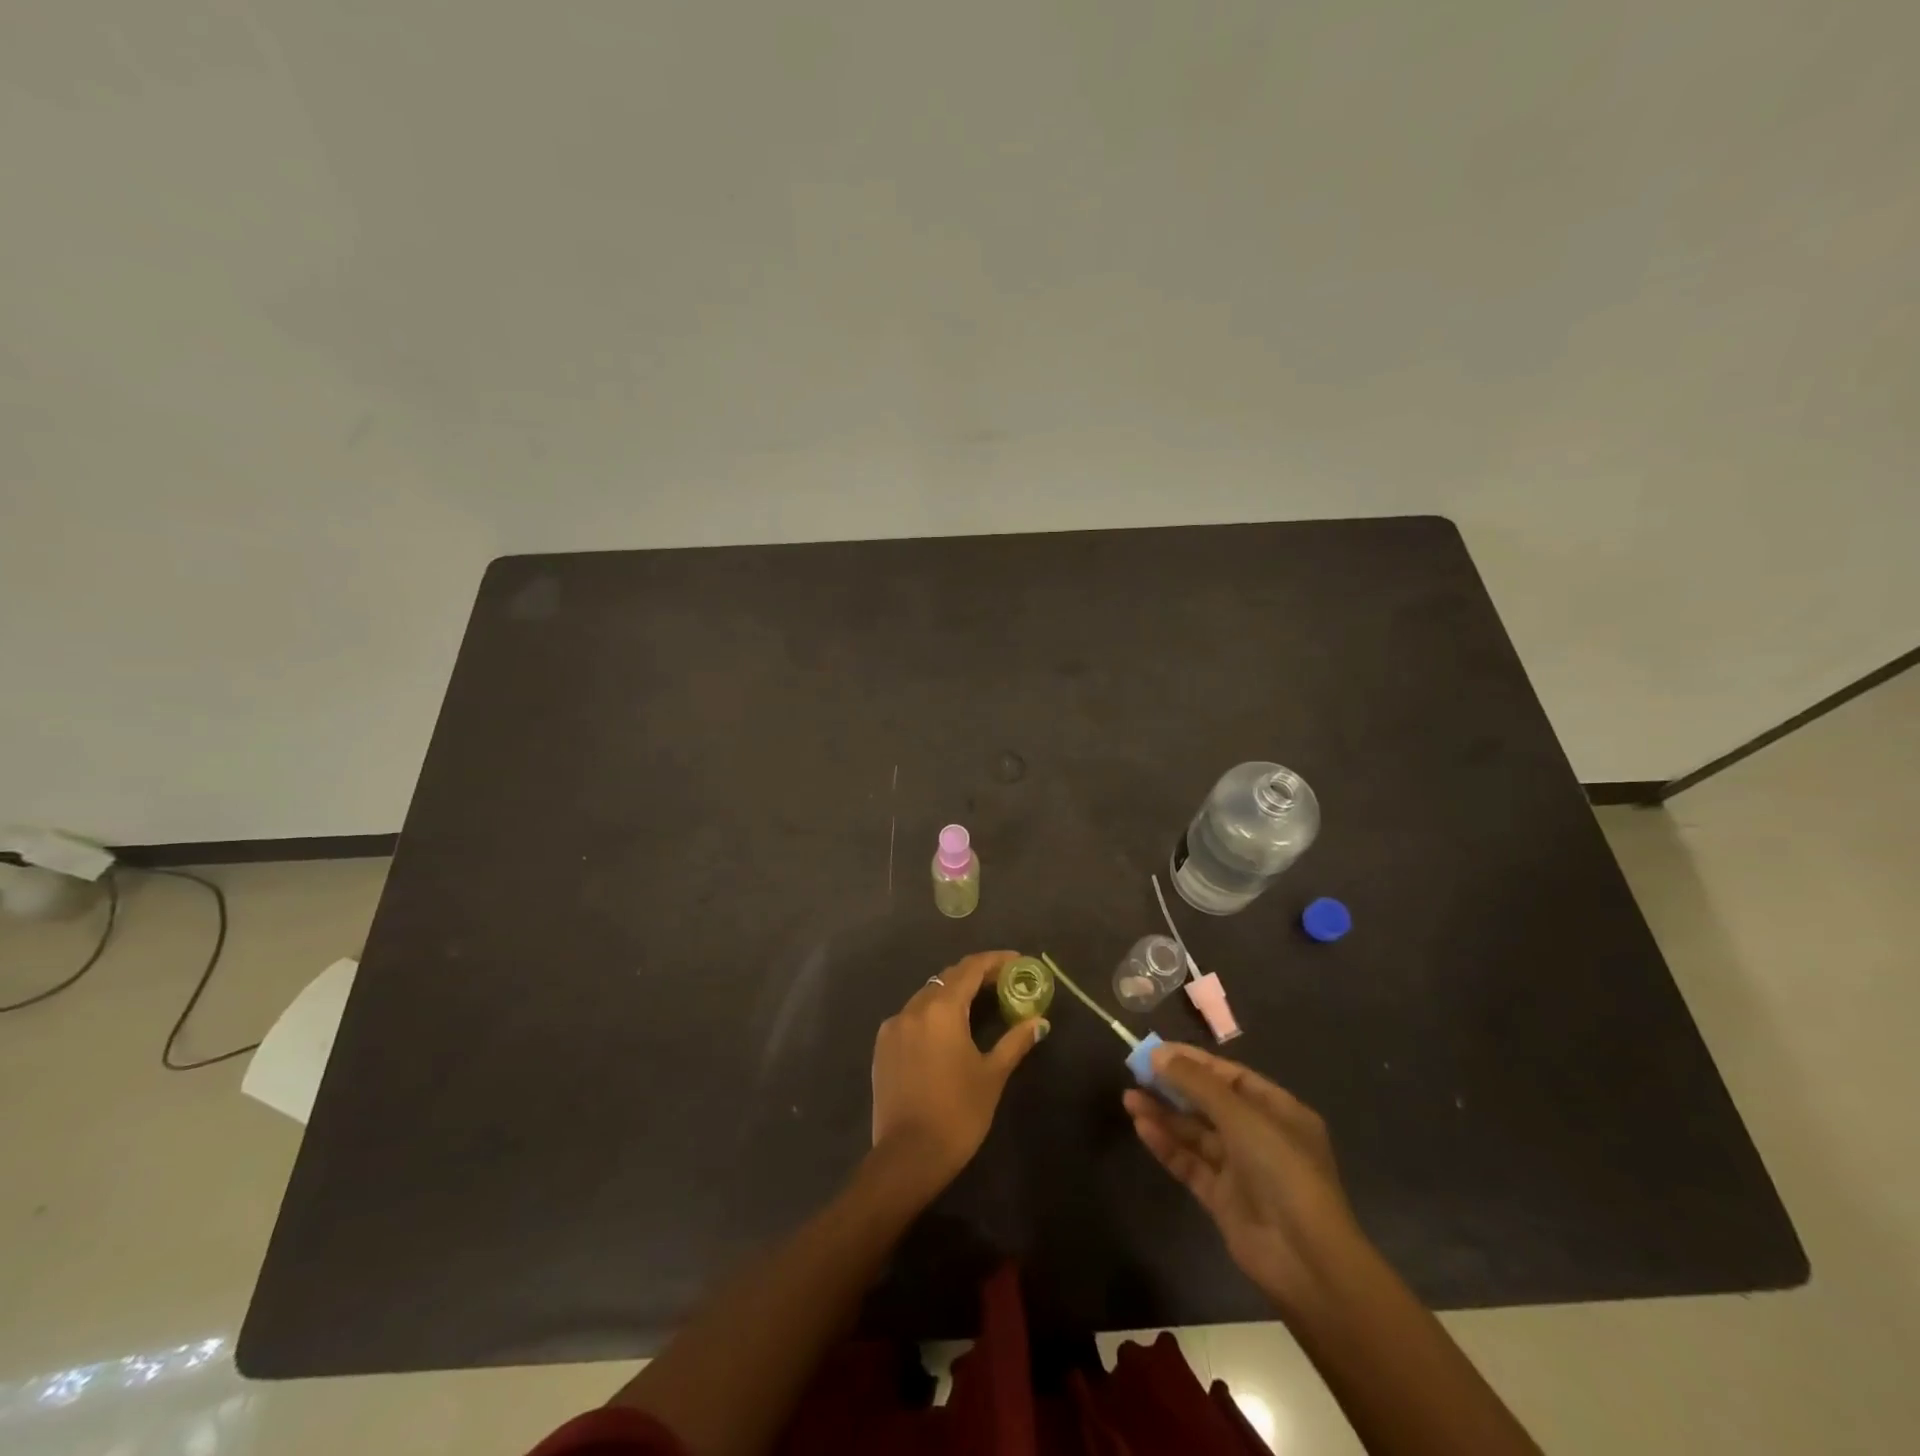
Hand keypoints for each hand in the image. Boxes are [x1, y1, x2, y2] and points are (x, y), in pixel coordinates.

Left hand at [870, 951, 1047, 1199]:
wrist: (908, 1156)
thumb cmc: (958, 1113)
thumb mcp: (992, 1075)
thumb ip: (1015, 1041)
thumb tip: (1039, 1021)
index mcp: (942, 1009)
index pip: (971, 968)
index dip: (996, 961)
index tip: (1018, 961)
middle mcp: (914, 1008)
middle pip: (948, 978)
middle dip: (976, 975)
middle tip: (1003, 983)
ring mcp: (893, 1026)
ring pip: (927, 996)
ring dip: (953, 993)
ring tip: (979, 1003)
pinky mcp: (882, 1046)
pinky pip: (911, 1016)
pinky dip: (932, 1013)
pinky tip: (947, 1029)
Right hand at [1125, 1044, 1360, 1309]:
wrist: (1305, 1259)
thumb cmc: (1281, 1170)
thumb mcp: (1240, 1115)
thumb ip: (1196, 1083)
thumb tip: (1158, 1054)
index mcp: (1278, 1111)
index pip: (1230, 1076)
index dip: (1193, 1061)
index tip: (1156, 1051)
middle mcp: (1260, 1136)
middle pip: (1210, 1103)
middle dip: (1174, 1087)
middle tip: (1136, 1072)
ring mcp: (1241, 1169)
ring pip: (1196, 1133)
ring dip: (1164, 1114)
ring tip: (1129, 1098)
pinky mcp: (1222, 1199)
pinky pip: (1191, 1163)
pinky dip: (1167, 1145)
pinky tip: (1142, 1127)